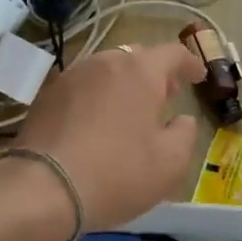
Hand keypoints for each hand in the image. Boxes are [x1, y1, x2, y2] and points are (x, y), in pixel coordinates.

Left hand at [14, 42, 205, 230]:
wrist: (43, 187)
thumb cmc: (116, 173)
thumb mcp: (170, 163)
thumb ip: (186, 134)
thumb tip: (182, 120)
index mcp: (140, 71)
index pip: (173, 53)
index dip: (190, 63)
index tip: (198, 76)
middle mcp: (105, 62)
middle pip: (137, 57)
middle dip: (155, 73)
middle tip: (165, 96)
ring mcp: (72, 75)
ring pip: (106, 69)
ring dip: (123, 84)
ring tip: (130, 110)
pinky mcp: (48, 94)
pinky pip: (83, 87)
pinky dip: (97, 97)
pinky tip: (97, 123)